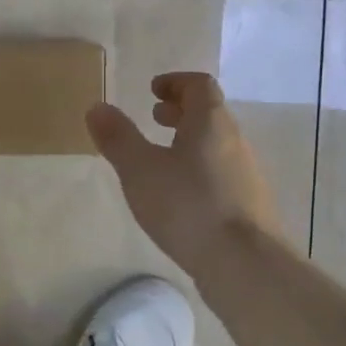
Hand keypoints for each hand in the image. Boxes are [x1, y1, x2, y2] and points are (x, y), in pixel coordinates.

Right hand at [86, 72, 285, 271]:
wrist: (244, 263)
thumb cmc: (188, 206)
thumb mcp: (140, 170)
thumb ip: (118, 137)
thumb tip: (97, 107)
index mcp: (211, 122)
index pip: (199, 85)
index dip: (175, 82)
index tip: (153, 90)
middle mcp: (234, 141)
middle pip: (209, 114)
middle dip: (180, 111)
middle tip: (154, 118)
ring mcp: (245, 174)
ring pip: (215, 145)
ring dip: (189, 141)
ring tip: (161, 158)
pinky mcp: (248, 205)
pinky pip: (220, 173)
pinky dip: (198, 169)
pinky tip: (180, 196)